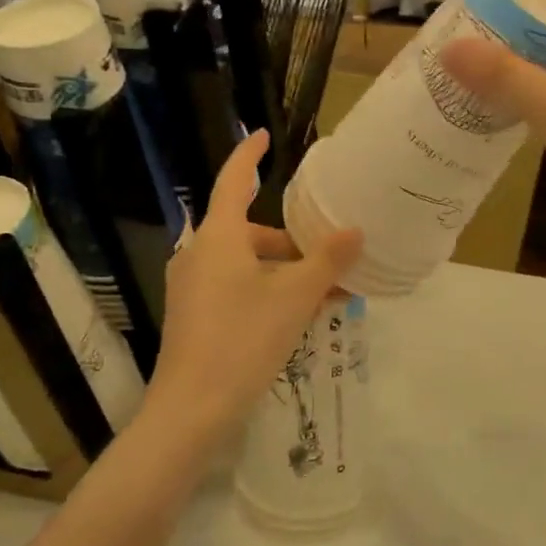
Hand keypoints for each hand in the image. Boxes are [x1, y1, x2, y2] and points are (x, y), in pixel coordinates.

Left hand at [143, 129, 362, 446]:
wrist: (191, 409)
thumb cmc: (244, 340)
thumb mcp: (295, 298)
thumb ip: (326, 260)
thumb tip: (354, 231)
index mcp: (219, 237)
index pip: (234, 180)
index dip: (249, 155)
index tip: (264, 136)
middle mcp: (199, 254)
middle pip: (249, 231)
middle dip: (290, 242)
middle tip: (329, 260)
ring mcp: (192, 286)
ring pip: (245, 263)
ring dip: (283, 272)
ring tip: (323, 296)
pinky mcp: (192, 314)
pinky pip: (235, 287)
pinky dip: (265, 291)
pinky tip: (295, 318)